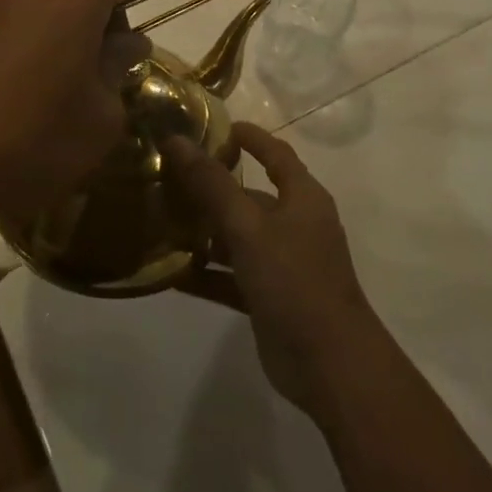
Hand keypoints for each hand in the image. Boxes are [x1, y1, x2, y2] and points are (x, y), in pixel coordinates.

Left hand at [0, 0, 151, 221]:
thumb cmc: (34, 140)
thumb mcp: (100, 116)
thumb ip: (119, 66)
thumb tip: (128, 42)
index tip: (145, 6)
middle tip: (104, 41)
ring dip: (59, 5)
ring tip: (61, 52)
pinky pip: (7, 3)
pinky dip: (25, 18)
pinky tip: (21, 62)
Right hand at [166, 122, 380, 419]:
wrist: (330, 365)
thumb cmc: (294, 279)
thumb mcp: (247, 226)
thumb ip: (211, 184)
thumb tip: (177, 140)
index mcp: (302, 198)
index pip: (275, 153)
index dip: (250, 137)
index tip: (215, 126)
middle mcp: (296, 224)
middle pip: (251, 195)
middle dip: (213, 187)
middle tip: (169, 177)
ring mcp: (283, 263)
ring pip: (238, 237)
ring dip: (205, 232)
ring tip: (161, 220)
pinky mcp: (270, 298)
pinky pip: (232, 276)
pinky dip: (206, 274)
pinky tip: (170, 273)